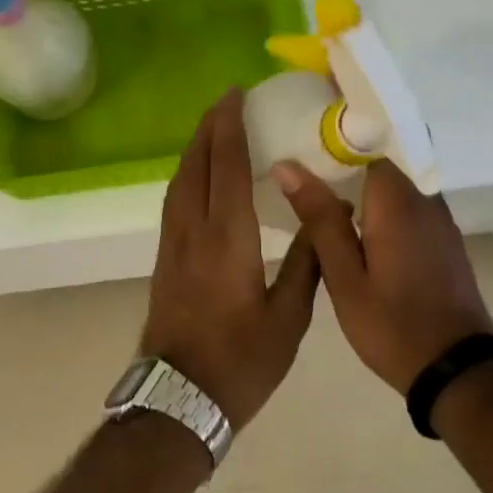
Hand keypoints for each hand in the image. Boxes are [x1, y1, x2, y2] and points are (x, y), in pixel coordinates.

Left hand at [142, 90, 321, 427]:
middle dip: (208, 128)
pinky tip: (199, 179)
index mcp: (227, 237)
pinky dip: (187, 176)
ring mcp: (172, 244)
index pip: (224, 165)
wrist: (180, 397)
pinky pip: (174, 201)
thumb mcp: (289, 318)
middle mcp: (193, 230)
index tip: (235, 94)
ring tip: (214, 131)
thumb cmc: (241, 361)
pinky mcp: (164, 259)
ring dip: (194, 149)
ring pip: (179, 181)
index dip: (228, 125)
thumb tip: (329, 215)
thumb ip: (307, 263)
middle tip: (227, 102)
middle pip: (194, 164)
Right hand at [272, 158, 492, 394]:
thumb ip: (319, 218)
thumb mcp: (344, 276)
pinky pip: (410, 207)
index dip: (334, 145)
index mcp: (397, 202)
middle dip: (346, 165)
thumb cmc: (391, 325)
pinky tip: (358, 230)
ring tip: (324, 201)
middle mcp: (425, 200)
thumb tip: (287, 166)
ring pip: (397, 186)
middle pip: (383, 163)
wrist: (456, 371)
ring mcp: (440, 221)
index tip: (303, 151)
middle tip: (304, 179)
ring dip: (365, 189)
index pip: (368, 145)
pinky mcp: (445, 241)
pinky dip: (383, 208)